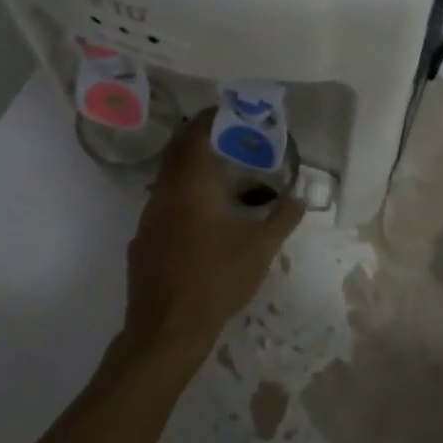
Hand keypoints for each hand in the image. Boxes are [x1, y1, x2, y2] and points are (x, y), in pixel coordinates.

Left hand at [125, 110, 304, 360]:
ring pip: (167, 180)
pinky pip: (162, 206)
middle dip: (198, 141)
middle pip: (176, 153)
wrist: (167, 330)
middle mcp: (164, 193)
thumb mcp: (261, 249)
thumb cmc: (217, 280)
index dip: (208, 119)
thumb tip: (301, 197)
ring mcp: (147, 218)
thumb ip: (283, 218)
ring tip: (220, 179)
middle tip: (226, 139)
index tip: (226, 111)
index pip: (194, 136)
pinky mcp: (141, 241)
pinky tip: (201, 221)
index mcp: (192, 186)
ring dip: (190, 172)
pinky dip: (181, 199)